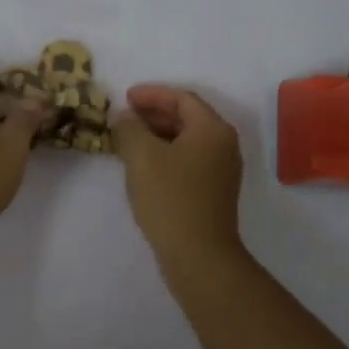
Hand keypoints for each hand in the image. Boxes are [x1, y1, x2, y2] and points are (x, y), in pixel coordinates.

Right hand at [111, 85, 244, 266]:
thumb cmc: (170, 197)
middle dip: (154, 114)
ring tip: (128, 140)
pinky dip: (165, 155)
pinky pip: (188, 160)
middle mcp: (223, 145)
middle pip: (187, 117)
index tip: (125, 97)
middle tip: (124, 117)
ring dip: (157, 135)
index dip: (152, 94)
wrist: (198, 254)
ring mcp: (222, 170)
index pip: (182, 98)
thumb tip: (124, 117)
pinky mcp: (214, 192)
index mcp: (212, 129)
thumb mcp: (141, 156)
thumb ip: (129, 128)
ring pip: (187, 141)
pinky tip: (143, 167)